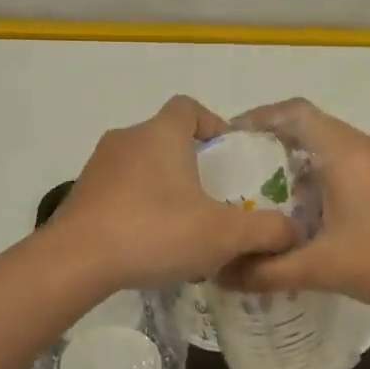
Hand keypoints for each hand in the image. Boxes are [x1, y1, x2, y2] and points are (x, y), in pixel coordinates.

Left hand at [54, 95, 297, 290]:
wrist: (76, 261)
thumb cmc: (156, 231)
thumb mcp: (224, 234)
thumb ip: (266, 231)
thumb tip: (293, 233)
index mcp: (161, 133)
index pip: (189, 107)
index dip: (211, 124)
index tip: (225, 156)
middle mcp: (127, 139)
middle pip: (165, 139)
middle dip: (190, 165)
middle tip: (212, 199)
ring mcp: (98, 167)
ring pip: (141, 168)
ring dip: (163, 189)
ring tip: (182, 228)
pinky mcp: (80, 195)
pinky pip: (119, 192)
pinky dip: (137, 208)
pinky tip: (149, 245)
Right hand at [224, 98, 369, 312]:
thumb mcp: (323, 267)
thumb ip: (269, 271)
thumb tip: (223, 276)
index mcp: (344, 151)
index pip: (293, 112)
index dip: (258, 117)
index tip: (229, 138)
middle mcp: (364, 147)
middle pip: (310, 127)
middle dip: (272, 145)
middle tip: (239, 174)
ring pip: (331, 149)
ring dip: (298, 166)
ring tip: (268, 198)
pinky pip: (349, 167)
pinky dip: (322, 180)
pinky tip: (311, 217)